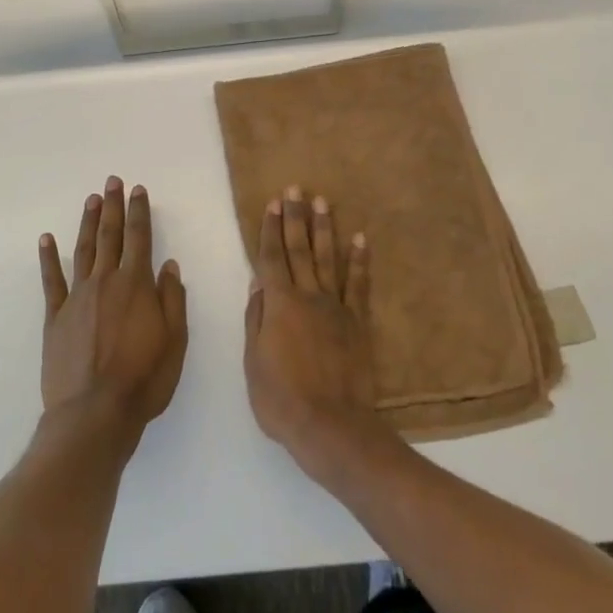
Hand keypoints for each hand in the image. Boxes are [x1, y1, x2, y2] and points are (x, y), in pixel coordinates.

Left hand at [38, 178, 187, 438]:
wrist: (94, 413)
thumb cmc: (144, 379)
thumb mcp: (175, 341)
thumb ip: (172, 299)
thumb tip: (167, 265)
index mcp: (136, 286)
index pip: (140, 238)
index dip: (139, 212)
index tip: (138, 190)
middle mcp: (106, 282)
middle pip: (110, 236)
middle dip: (113, 207)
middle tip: (112, 181)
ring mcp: (77, 297)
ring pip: (83, 250)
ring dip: (87, 222)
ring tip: (91, 199)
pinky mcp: (55, 317)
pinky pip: (51, 281)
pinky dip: (48, 258)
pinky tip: (46, 239)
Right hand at [244, 185, 379, 474]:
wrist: (331, 425)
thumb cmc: (281, 399)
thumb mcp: (253, 362)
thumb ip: (256, 319)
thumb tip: (258, 284)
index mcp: (279, 305)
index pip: (272, 258)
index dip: (271, 230)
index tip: (273, 203)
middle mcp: (308, 296)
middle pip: (299, 249)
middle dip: (296, 217)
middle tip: (296, 188)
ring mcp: (336, 307)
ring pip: (328, 259)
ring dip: (324, 229)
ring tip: (323, 202)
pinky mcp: (358, 321)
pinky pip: (359, 284)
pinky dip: (359, 260)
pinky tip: (360, 239)